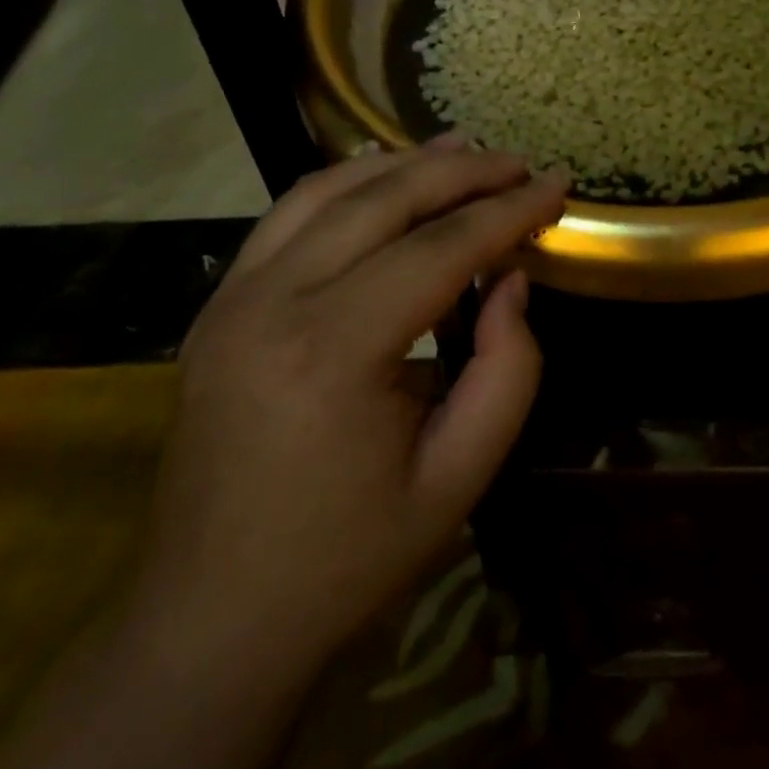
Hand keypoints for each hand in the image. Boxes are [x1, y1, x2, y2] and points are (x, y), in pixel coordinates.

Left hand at [129, 140, 566, 673]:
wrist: (212, 618)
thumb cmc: (347, 559)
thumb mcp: (459, 479)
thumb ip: (506, 370)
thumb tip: (510, 279)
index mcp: (332, 352)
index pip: (438, 249)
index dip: (507, 211)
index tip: (557, 183)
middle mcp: (271, 303)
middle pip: (382, 200)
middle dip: (461, 173)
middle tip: (518, 163)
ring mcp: (231, 297)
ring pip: (326, 191)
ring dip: (401, 164)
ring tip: (462, 151)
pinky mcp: (217, 305)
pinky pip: (287, 216)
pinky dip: (346, 184)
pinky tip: (385, 176)